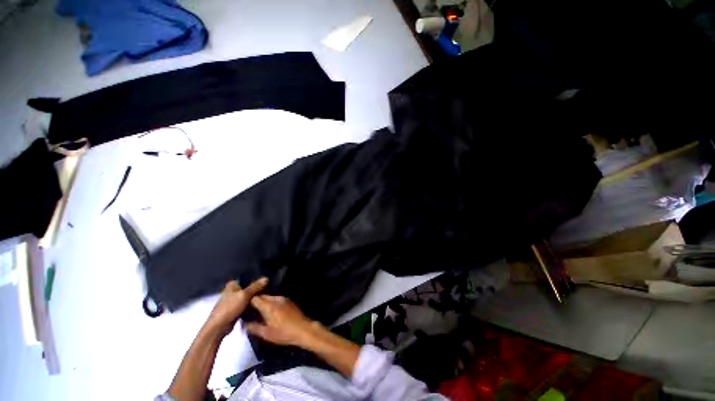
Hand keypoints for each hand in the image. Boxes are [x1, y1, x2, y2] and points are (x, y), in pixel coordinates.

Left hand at [205, 278, 267, 336]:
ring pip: (247, 297)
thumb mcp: (244, 295)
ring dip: (254, 298)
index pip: (246, 279)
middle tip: (268, 288)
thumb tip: (266, 278)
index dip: (256, 279)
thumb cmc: (229, 308)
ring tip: (267, 296)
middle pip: (247, 288)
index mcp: (232, 285)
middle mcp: (232, 291)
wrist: (218, 327)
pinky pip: (246, 305)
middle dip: (256, 289)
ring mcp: (233, 301)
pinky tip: (260, 305)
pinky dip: (251, 305)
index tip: (266, 281)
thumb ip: (255, 287)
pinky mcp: (235, 310)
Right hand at [245, 295, 317, 346]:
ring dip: (264, 302)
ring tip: (259, 311)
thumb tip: (245, 324)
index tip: (243, 307)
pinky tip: (271, 311)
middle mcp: (276, 299)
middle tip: (250, 310)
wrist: (303, 329)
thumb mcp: (267, 334)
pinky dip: (271, 303)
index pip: (255, 298)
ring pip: (270, 297)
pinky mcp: (289, 300)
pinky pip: (277, 299)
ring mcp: (284, 298)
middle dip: (256, 302)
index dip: (248, 301)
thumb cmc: (284, 333)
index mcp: (269, 306)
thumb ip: (254, 327)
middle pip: (263, 296)